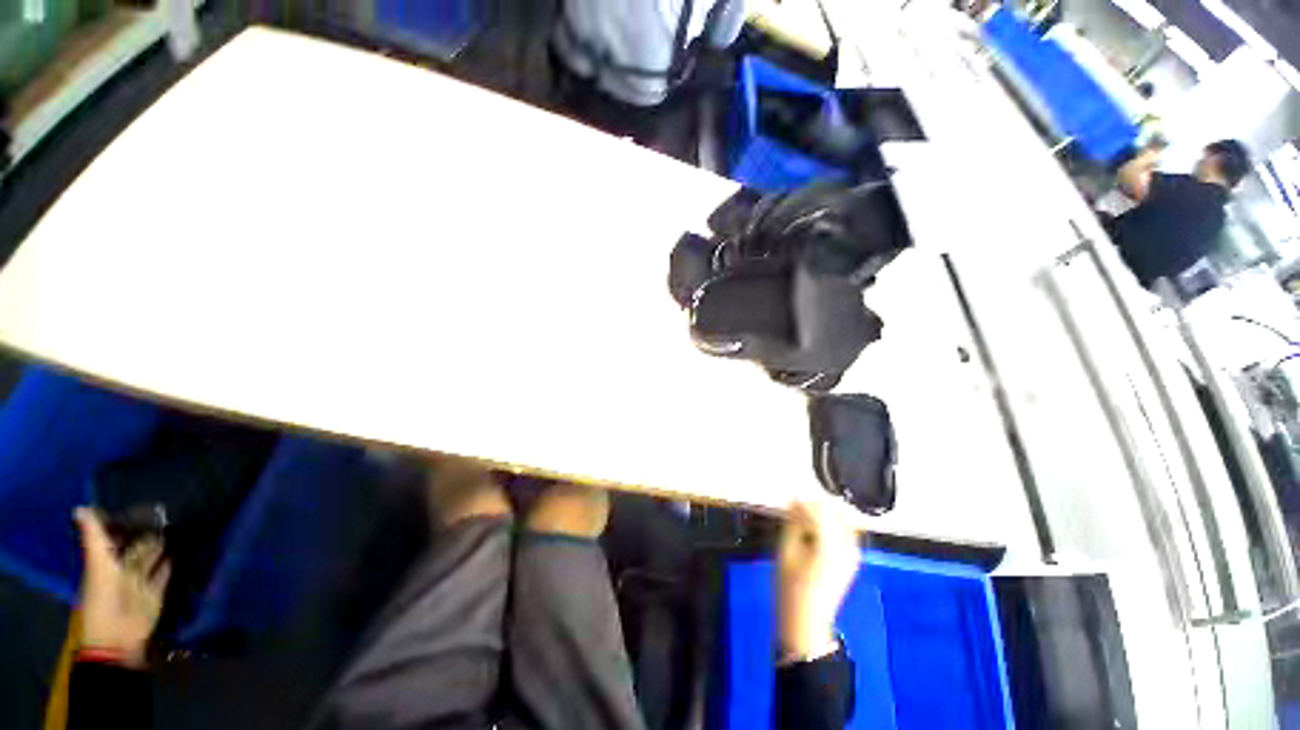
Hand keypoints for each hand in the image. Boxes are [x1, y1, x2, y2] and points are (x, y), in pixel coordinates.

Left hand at [75, 508, 170, 667]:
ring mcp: (140, 582)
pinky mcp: (156, 592)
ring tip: (175, 525)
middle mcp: (122, 569)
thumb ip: (93, 539)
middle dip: (145, 531)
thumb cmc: (105, 599)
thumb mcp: (99, 567)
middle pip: (134, 546)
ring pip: (151, 558)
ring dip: (159, 544)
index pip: (112, 537)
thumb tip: (80, 507)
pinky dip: (170, 563)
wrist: (119, 637)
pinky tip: (179, 551)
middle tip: (162, 510)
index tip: (134, 503)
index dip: (119, 521)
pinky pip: (163, 574)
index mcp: (106, 562)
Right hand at [777, 498, 861, 661]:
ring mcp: (855, 553)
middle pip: (837, 510)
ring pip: (846, 517)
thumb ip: (793, 523)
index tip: (789, 501)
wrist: (808, 617)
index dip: (803, 502)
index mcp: (829, 546)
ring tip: (807, 518)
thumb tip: (797, 503)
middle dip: (817, 504)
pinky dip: (835, 522)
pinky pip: (848, 529)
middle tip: (798, 508)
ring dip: (827, 511)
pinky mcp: (854, 558)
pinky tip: (818, 529)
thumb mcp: (786, 549)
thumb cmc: (791, 584)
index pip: (820, 510)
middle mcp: (848, 547)